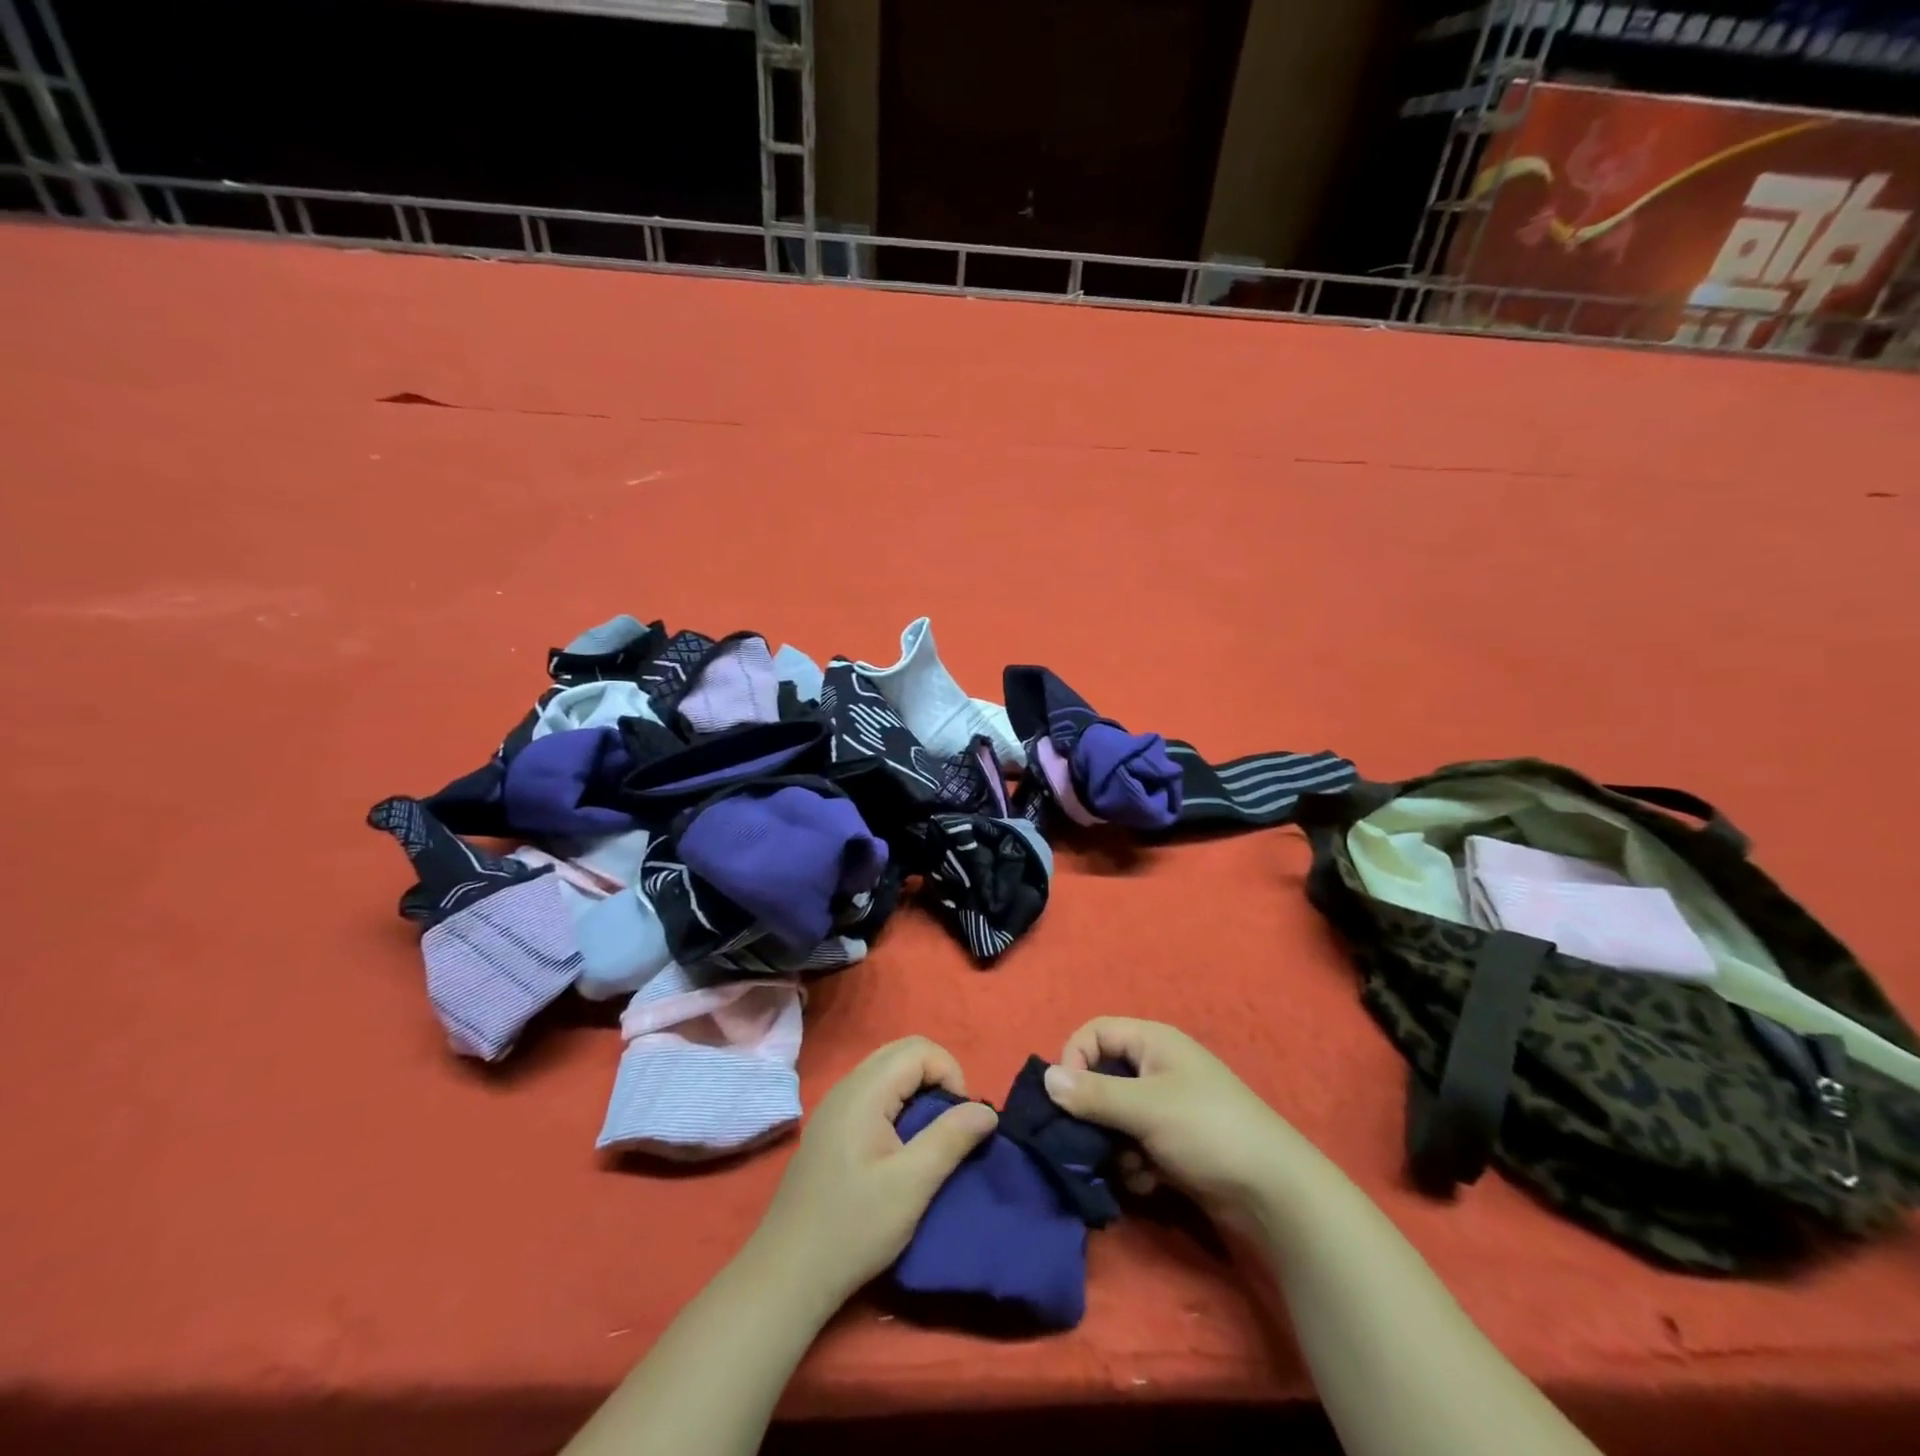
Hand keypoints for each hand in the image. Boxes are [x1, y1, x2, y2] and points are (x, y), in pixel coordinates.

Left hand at [753, 1036, 997, 1306]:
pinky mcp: (831, 1126)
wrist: (787, 1274)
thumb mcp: (912, 1186)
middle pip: (903, 1052)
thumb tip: (986, 1109)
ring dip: (918, 1091)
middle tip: (950, 1124)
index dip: (950, 1075)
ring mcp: (835, 1105)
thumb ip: (951, 1138)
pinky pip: (874, 1092)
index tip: (959, 1122)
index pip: (920, 1049)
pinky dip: (899, 1103)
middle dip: (937, 1077)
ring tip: (931, 1137)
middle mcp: (847, 1085)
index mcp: (864, 1090)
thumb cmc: (853, 1228)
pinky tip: (901, 1147)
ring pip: (888, 1070)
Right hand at [1043, 1017, 1298, 1227]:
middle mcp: (1157, 1068)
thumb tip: (1044, 1078)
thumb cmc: (1207, 1130)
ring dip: (1113, 1145)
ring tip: (1129, 1167)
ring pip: (1115, 1117)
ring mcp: (1167, 1108)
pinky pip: (1134, 1145)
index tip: (1066, 1098)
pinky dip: (1134, 1164)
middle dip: (1092, 1113)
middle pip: (1102, 1078)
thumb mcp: (1145, 1108)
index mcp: (1153, 1042)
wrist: (1275, 1194)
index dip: (1074, 1059)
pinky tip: (1148, 1183)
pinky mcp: (1173, 1144)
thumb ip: (1093, 1094)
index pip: (1094, 1033)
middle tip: (1086, 1141)